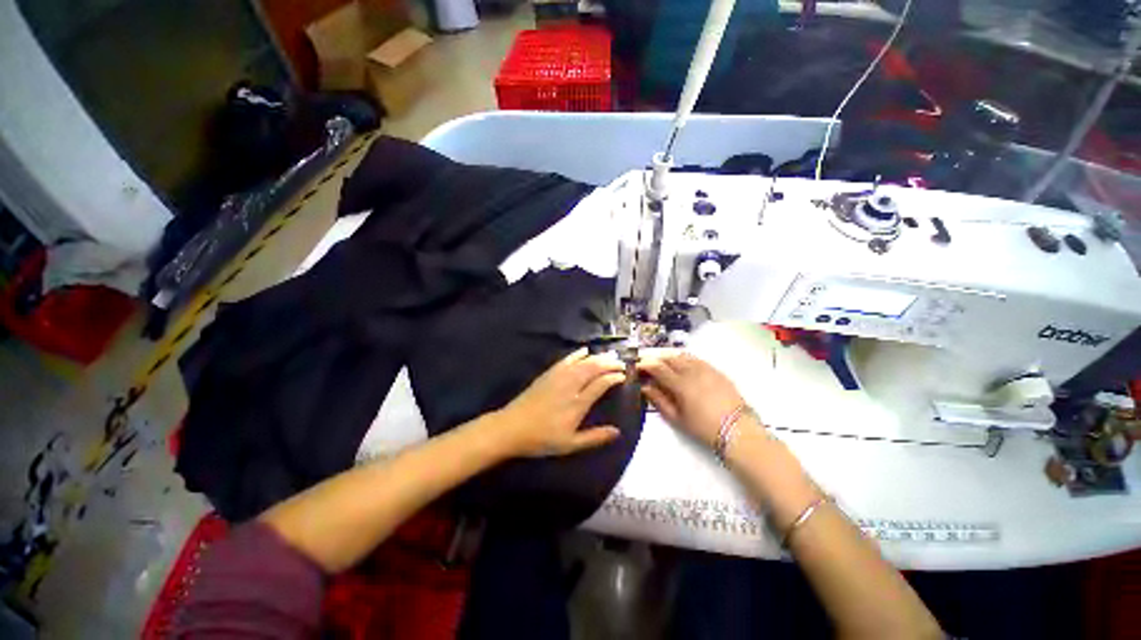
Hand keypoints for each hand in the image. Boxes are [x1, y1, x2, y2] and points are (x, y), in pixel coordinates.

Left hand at [495, 348, 626, 457]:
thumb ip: (594, 437)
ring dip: (597, 357)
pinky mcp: (548, 373)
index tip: (623, 376)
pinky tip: (585, 350)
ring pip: (582, 362)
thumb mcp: (570, 444)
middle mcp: (570, 386)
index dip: (613, 378)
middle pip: (593, 368)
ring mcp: (558, 377)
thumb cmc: (542, 439)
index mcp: (577, 403)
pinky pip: (566, 359)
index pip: (600, 384)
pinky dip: (578, 354)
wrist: (511, 427)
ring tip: (610, 356)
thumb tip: (617, 432)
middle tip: (621, 364)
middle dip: (609, 363)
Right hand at [637, 349, 747, 448]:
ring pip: (683, 355)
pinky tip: (682, 364)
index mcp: (681, 384)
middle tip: (648, 363)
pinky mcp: (716, 370)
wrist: (738, 430)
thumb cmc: (704, 428)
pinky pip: (696, 358)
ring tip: (662, 363)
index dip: (645, 365)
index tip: (637, 366)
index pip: (658, 367)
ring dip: (669, 356)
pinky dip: (685, 358)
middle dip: (656, 358)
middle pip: (669, 357)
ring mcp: (706, 369)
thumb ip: (659, 400)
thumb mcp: (677, 418)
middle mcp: (692, 371)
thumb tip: (645, 387)